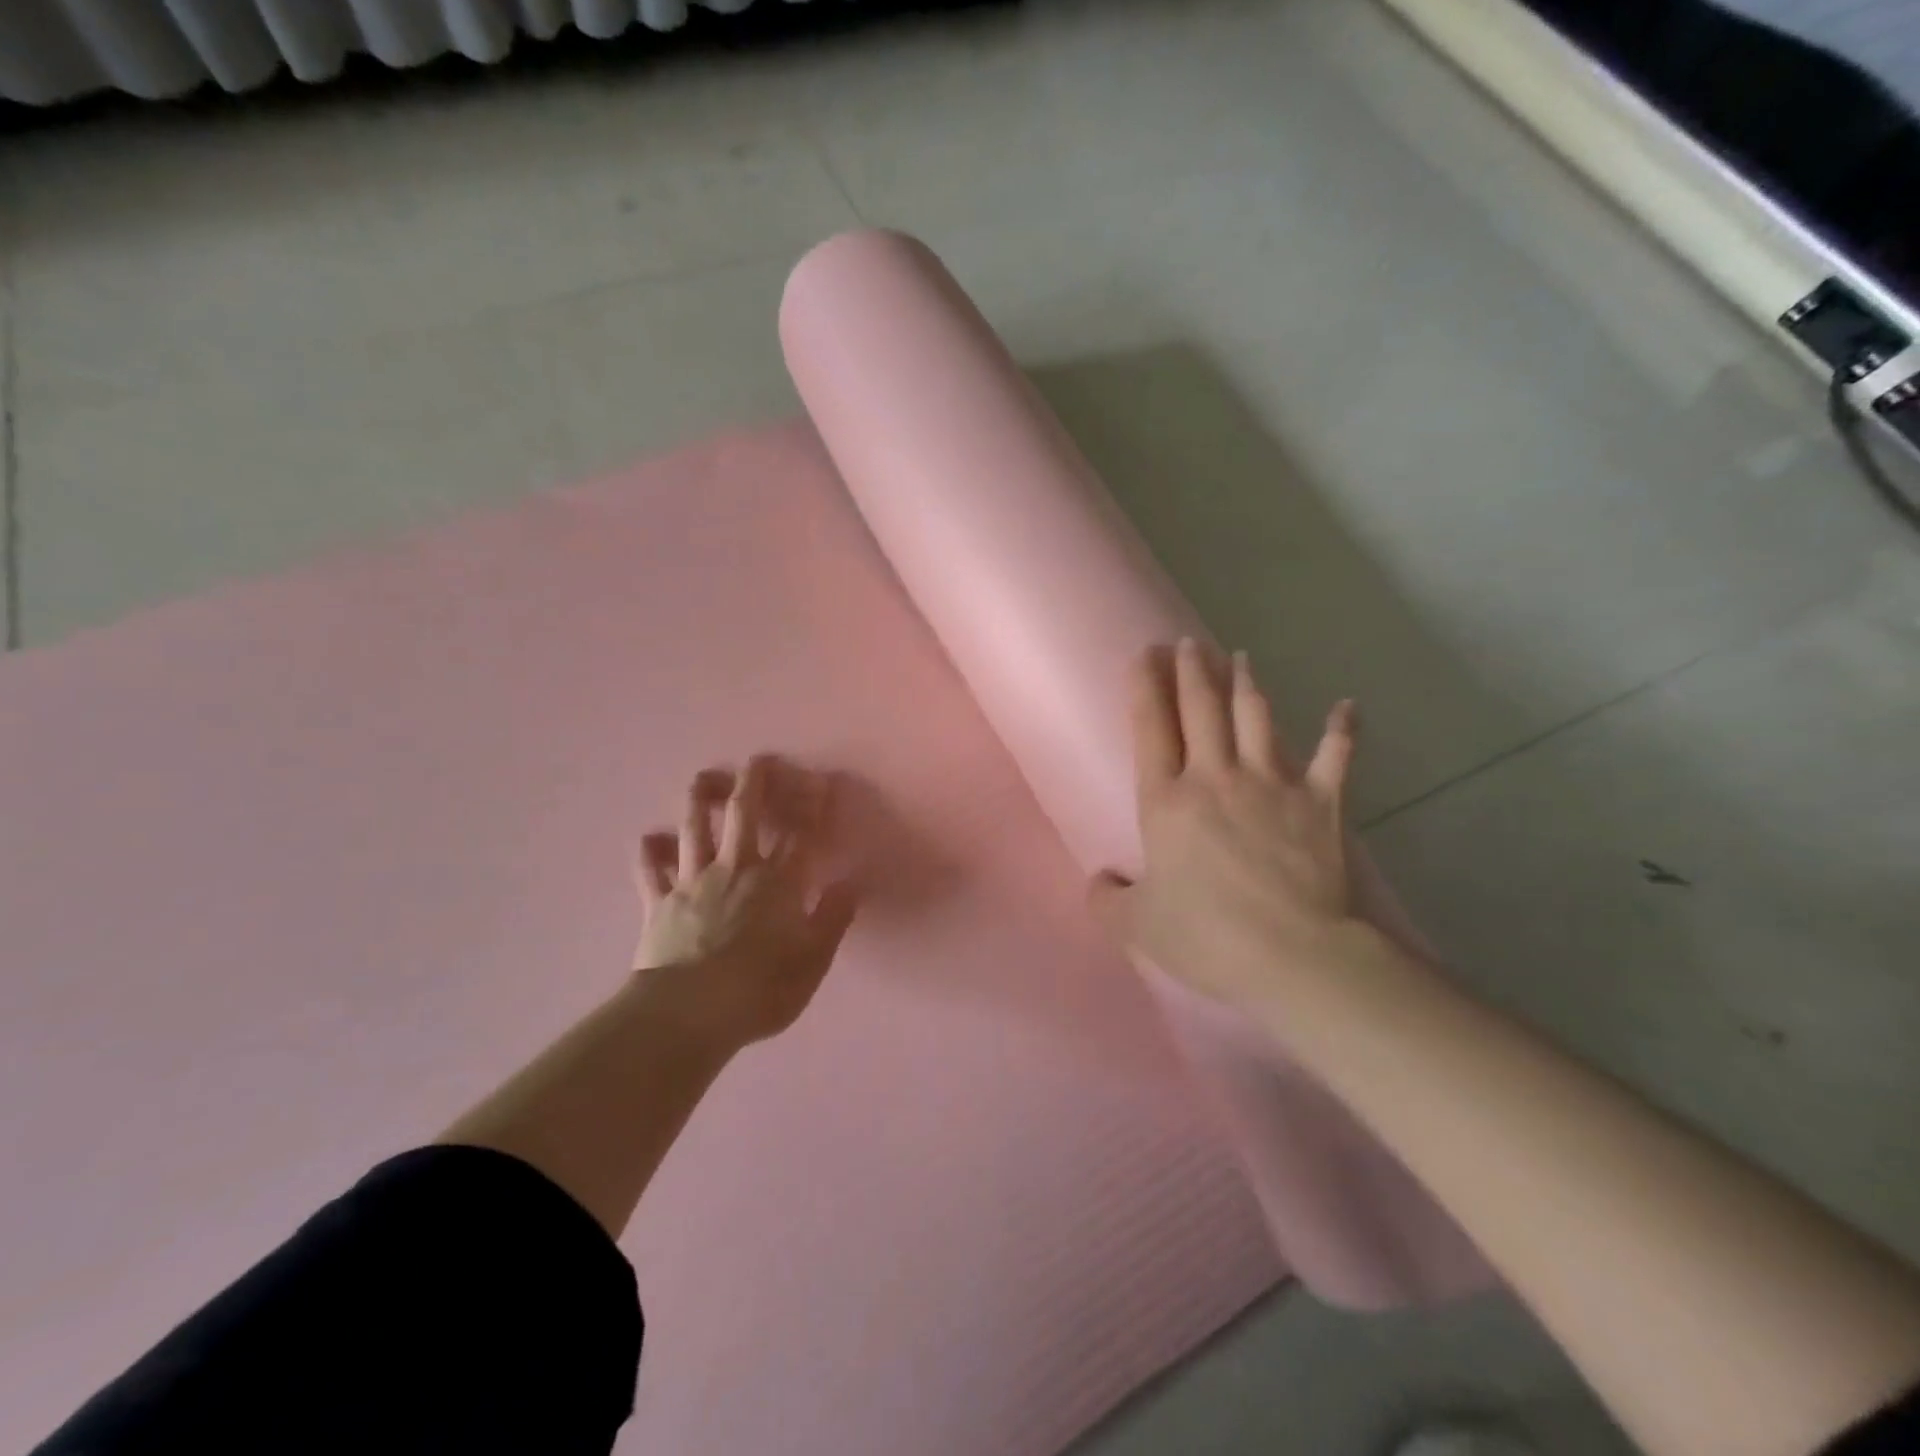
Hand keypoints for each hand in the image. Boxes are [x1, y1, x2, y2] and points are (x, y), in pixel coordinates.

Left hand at [632, 757, 857, 1049]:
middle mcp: (735, 869)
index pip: (801, 834)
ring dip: (700, 799)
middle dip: (755, 782)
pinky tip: (650, 837)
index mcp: (776, 883)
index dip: (813, 806)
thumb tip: (851, 886)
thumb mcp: (811, 963)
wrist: (685, 1015)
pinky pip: (650, 869)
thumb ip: (832, 920)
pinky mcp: (658, 902)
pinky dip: (649, 851)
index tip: (822, 781)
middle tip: (760, 759)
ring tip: (704, 777)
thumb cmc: (758, 991)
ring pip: (694, 828)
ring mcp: (692, 882)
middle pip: (744, 814)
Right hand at [1088, 639, 1366, 1015]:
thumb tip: (1098, 882)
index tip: (1143, 653)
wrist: (1296, 956)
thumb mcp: (1138, 927)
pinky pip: (1337, 755)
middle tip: (1185, 641)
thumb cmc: (1208, 937)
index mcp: (1167, 802)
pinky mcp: (1321, 802)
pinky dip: (1342, 728)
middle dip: (1191, 670)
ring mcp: (1273, 784)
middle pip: (1201, 709)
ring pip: (1255, 718)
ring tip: (1238, 656)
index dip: (1145, 687)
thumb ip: (1107, 900)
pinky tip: (1347, 705)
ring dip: (1245, 684)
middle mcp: (1216, 778)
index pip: (1150, 730)